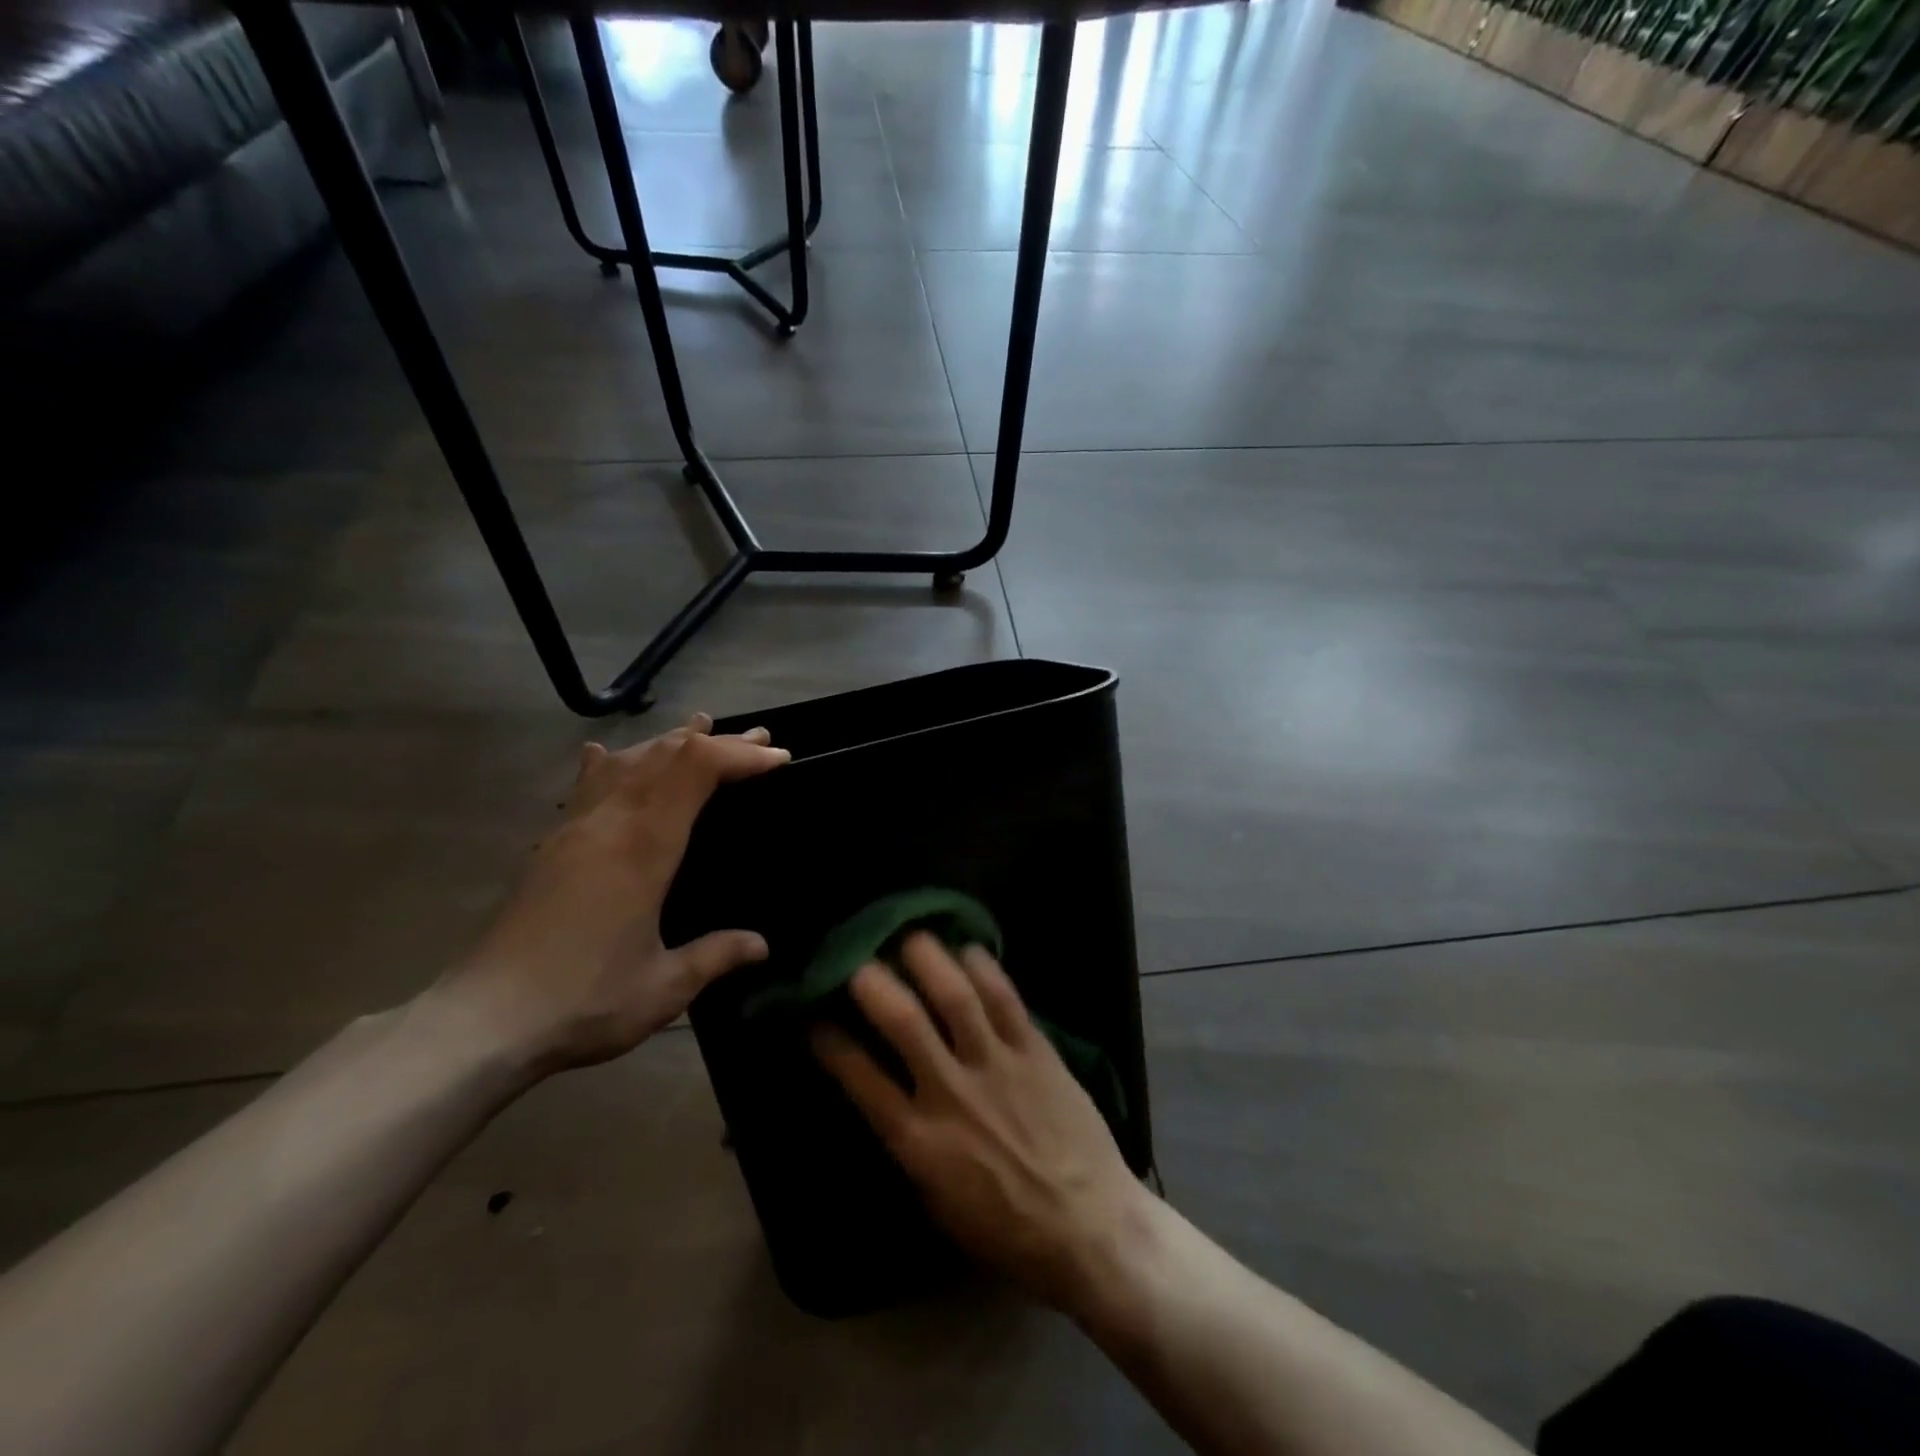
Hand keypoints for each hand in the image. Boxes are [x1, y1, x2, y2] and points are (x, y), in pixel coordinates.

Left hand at [429, 714, 788, 1074]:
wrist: (483, 1021)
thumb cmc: (584, 1001)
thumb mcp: (664, 986)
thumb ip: (716, 956)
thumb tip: (762, 945)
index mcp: (644, 846)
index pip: (695, 770)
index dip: (739, 755)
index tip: (778, 758)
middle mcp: (609, 822)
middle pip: (667, 755)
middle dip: (718, 742)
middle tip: (759, 740)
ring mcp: (575, 828)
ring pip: (628, 760)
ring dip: (670, 741)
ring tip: (700, 729)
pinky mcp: (551, 844)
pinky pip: (588, 784)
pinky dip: (612, 761)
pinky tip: (607, 753)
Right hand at [813, 934, 1147, 1311]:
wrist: (1089, 1229)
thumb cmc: (1006, 1229)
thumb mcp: (938, 1202)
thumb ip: (909, 1144)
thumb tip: (885, 1097)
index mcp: (919, 1141)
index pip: (860, 1078)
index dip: (830, 1042)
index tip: (814, 1017)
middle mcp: (952, 1093)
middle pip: (904, 1021)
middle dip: (873, 982)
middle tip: (858, 960)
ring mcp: (997, 1066)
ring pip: (956, 996)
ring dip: (927, 959)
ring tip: (910, 935)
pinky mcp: (1036, 1051)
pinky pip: (1006, 998)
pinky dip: (983, 967)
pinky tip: (967, 947)